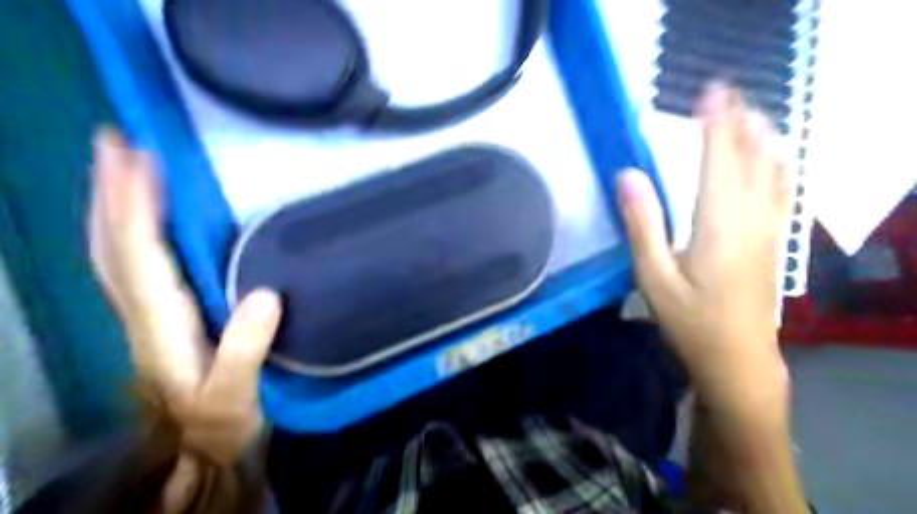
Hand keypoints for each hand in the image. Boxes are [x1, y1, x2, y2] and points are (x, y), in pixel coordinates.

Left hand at [90, 129, 282, 465]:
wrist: (200, 450)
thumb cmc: (221, 421)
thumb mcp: (237, 394)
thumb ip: (246, 349)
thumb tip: (266, 294)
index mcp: (162, 326)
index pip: (139, 256)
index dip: (136, 206)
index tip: (139, 160)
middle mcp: (141, 313)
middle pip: (111, 245)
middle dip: (109, 192)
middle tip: (112, 142)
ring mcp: (143, 315)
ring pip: (113, 251)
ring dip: (112, 204)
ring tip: (119, 165)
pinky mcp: (156, 318)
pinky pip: (130, 264)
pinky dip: (128, 231)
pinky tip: (142, 216)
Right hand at [619, 85, 791, 417]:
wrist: (738, 359)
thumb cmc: (690, 320)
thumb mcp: (653, 277)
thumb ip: (643, 223)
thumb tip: (628, 175)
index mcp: (719, 222)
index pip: (719, 157)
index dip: (714, 122)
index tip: (709, 91)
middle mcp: (751, 216)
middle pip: (751, 156)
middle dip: (739, 120)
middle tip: (723, 92)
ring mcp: (769, 228)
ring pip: (773, 169)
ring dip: (760, 136)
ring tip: (748, 112)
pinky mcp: (774, 241)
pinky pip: (781, 190)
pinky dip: (776, 163)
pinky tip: (772, 158)